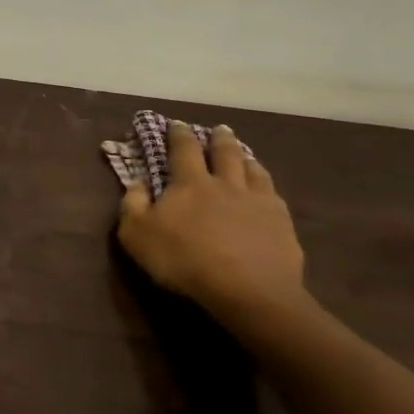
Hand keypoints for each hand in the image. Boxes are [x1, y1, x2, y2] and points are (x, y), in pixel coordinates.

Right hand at [117, 122, 308, 324]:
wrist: (247, 289)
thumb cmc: (183, 260)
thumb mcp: (137, 235)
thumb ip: (132, 205)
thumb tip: (136, 182)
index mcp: (190, 183)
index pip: (183, 149)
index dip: (178, 134)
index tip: (177, 123)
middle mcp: (225, 183)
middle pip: (224, 152)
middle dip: (219, 138)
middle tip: (219, 129)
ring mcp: (257, 201)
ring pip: (253, 169)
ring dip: (246, 158)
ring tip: (245, 154)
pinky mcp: (281, 222)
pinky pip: (273, 194)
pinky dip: (266, 185)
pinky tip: (267, 190)